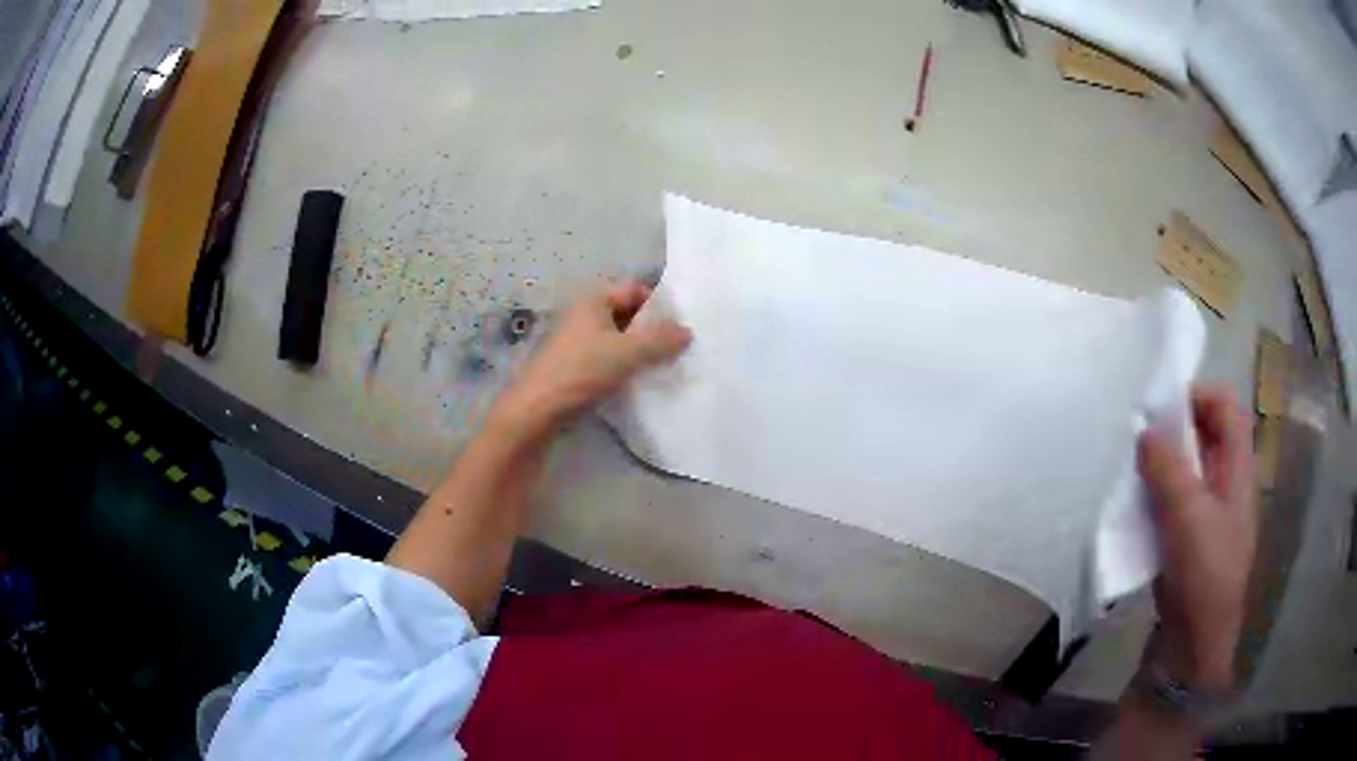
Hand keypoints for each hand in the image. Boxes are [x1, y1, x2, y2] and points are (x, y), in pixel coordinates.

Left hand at [493, 282, 690, 432]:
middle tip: (679, 347)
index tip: (681, 324)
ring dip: (640, 351)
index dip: (659, 304)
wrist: (538, 410)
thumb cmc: (582, 370)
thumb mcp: (628, 352)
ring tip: (664, 366)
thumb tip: (687, 332)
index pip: (634, 289)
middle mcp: (584, 315)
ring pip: (618, 339)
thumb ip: (660, 340)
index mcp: (593, 300)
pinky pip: (608, 359)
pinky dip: (625, 366)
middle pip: (627, 314)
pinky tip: (640, 382)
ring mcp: (577, 341)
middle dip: (652, 329)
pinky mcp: (575, 366)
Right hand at [1138, 385, 1256, 691]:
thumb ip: (1167, 468)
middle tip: (1140, 444)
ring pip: (1187, 467)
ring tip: (1133, 475)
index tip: (1162, 411)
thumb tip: (1144, 432)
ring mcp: (1209, 509)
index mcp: (1237, 467)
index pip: (1225, 405)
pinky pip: (1174, 499)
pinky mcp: (1190, 534)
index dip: (1197, 396)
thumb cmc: (1205, 571)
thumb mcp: (1187, 515)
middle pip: (1204, 433)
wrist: (1197, 639)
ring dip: (1161, 465)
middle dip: (1173, 431)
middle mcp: (1227, 480)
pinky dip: (1157, 494)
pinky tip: (1136, 507)